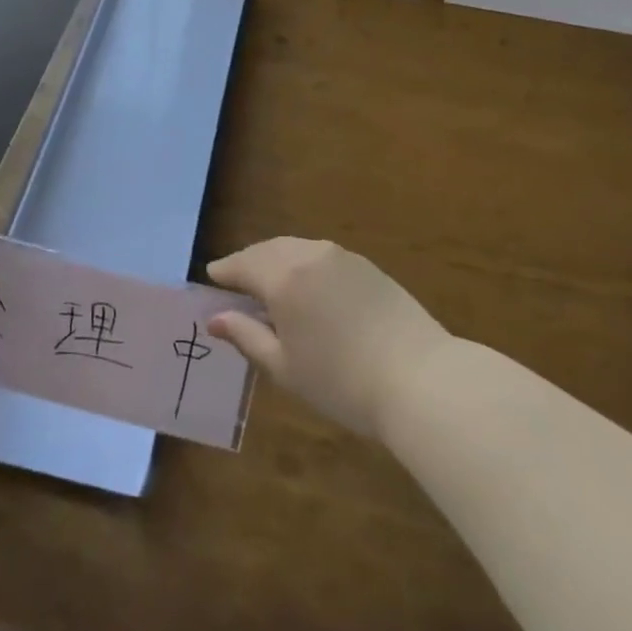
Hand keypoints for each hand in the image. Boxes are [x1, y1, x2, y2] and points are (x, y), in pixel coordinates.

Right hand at [207, 238, 450, 439]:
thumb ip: (247, 336)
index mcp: (283, 278)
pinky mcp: (366, 265)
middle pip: (268, 250)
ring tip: (270, 283)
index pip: (242, 265)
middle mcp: (308, 255)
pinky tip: (308, 286)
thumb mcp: (285, 367)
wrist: (419, 378)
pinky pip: (321, 255)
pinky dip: (304, 263)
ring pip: (296, 248)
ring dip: (277, 260)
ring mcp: (341, 256)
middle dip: (249, 262)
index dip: (224, 271)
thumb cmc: (342, 382)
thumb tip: (215, 319)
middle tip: (236, 281)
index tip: (211, 278)